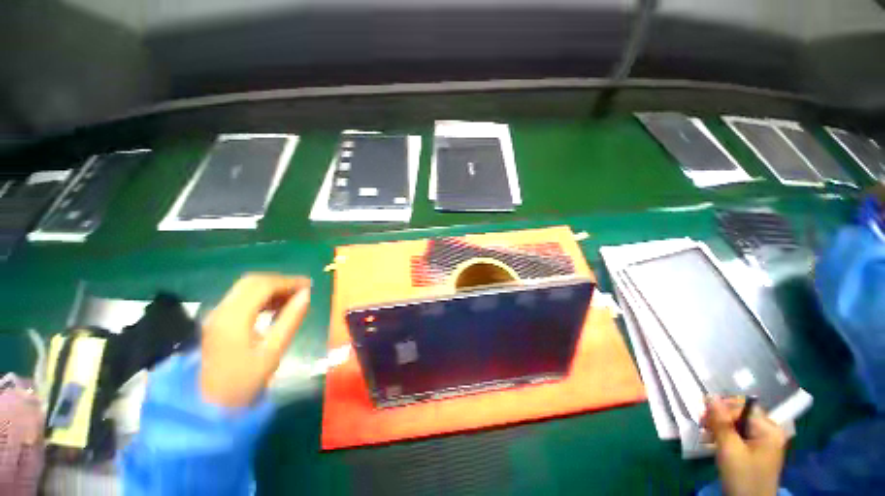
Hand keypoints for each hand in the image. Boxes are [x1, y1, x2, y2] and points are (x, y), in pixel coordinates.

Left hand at [199, 273, 310, 408]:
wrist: (209, 406)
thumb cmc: (244, 381)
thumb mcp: (273, 351)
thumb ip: (291, 319)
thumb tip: (306, 295)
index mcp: (234, 317)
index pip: (263, 285)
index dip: (289, 281)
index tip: (310, 285)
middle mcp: (221, 310)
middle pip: (253, 281)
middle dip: (280, 281)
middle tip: (302, 290)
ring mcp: (217, 315)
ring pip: (246, 288)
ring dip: (271, 288)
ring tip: (293, 298)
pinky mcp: (217, 321)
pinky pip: (241, 298)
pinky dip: (261, 296)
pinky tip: (276, 307)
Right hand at [703, 397, 787, 495]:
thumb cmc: (742, 476)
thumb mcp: (729, 449)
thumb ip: (721, 422)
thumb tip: (710, 396)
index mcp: (769, 429)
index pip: (743, 407)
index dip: (722, 410)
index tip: (703, 418)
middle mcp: (769, 431)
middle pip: (740, 415)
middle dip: (719, 419)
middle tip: (702, 427)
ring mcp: (764, 442)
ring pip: (737, 425)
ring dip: (719, 428)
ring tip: (706, 436)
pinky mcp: (756, 451)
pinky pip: (739, 435)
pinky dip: (725, 437)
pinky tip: (715, 443)